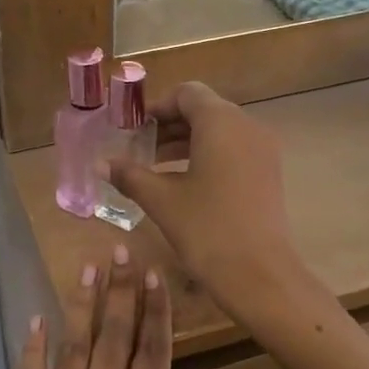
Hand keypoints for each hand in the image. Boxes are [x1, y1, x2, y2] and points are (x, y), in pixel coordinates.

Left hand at [0, 245, 210, 368]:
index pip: (153, 352)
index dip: (156, 310)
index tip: (154, 274)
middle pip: (114, 337)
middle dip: (120, 291)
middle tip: (120, 249)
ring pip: (74, 347)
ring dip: (82, 306)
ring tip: (88, 268)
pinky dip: (33, 349)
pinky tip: (37, 321)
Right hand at [103, 82, 304, 323]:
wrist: (259, 274)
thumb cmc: (206, 229)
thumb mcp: (161, 200)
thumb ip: (130, 175)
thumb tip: (100, 164)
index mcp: (221, 123)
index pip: (187, 94)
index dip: (157, 107)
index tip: (133, 129)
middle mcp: (247, 127)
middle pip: (204, 110)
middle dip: (169, 125)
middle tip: (139, 148)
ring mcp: (263, 150)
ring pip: (220, 132)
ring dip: (187, 142)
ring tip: (155, 167)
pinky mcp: (268, 173)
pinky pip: (234, 150)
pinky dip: (208, 156)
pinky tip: (184, 183)